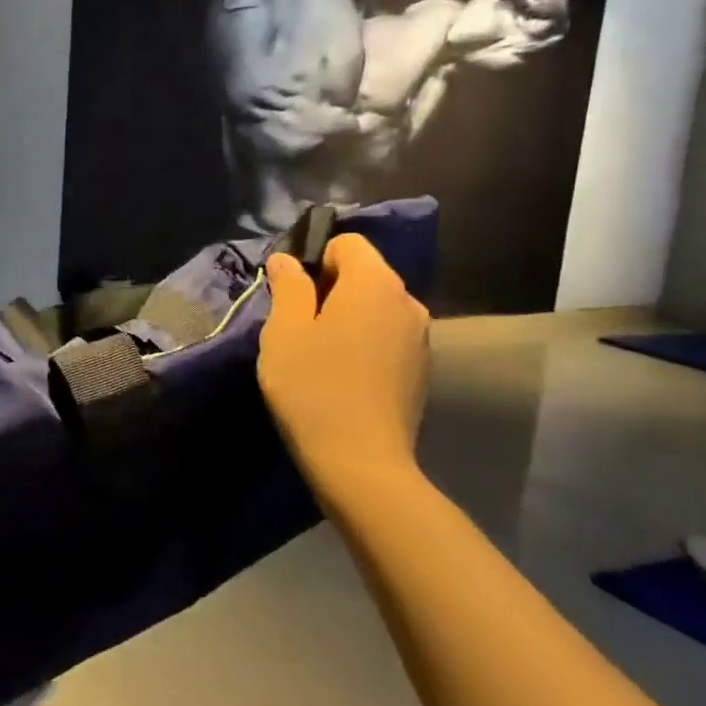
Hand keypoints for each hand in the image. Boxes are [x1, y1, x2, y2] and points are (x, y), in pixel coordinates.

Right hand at [257, 234, 429, 490]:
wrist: (360, 462)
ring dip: (347, 318)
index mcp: (375, 283)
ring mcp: (421, 337)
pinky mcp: (421, 369)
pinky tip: (342, 376)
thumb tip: (289, 260)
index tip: (291, 295)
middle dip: (330, 289)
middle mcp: (408, 301)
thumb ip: (289, 287)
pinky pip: (387, 336)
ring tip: (318, 354)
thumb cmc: (313, 387)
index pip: (347, 243)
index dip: (315, 259)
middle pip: (364, 274)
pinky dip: (364, 343)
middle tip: (296, 327)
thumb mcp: (284, 332)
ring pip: (376, 308)